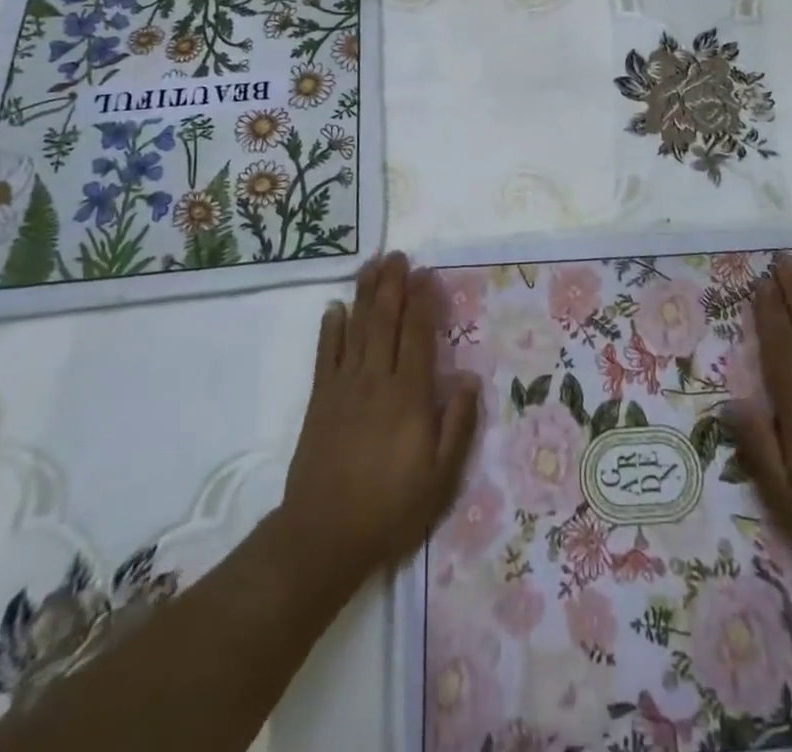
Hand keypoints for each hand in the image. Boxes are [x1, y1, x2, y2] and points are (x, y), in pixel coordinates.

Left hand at [279, 253, 478, 589]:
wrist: (324, 536)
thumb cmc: (391, 507)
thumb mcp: (441, 478)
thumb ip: (457, 426)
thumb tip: (470, 380)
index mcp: (409, 396)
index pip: (417, 335)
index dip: (422, 301)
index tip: (426, 273)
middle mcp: (376, 381)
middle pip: (385, 321)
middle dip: (392, 285)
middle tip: (397, 255)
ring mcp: (344, 388)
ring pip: (356, 330)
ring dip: (364, 295)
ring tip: (371, 265)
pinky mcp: (320, 401)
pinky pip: (325, 356)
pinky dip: (330, 329)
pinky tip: (334, 308)